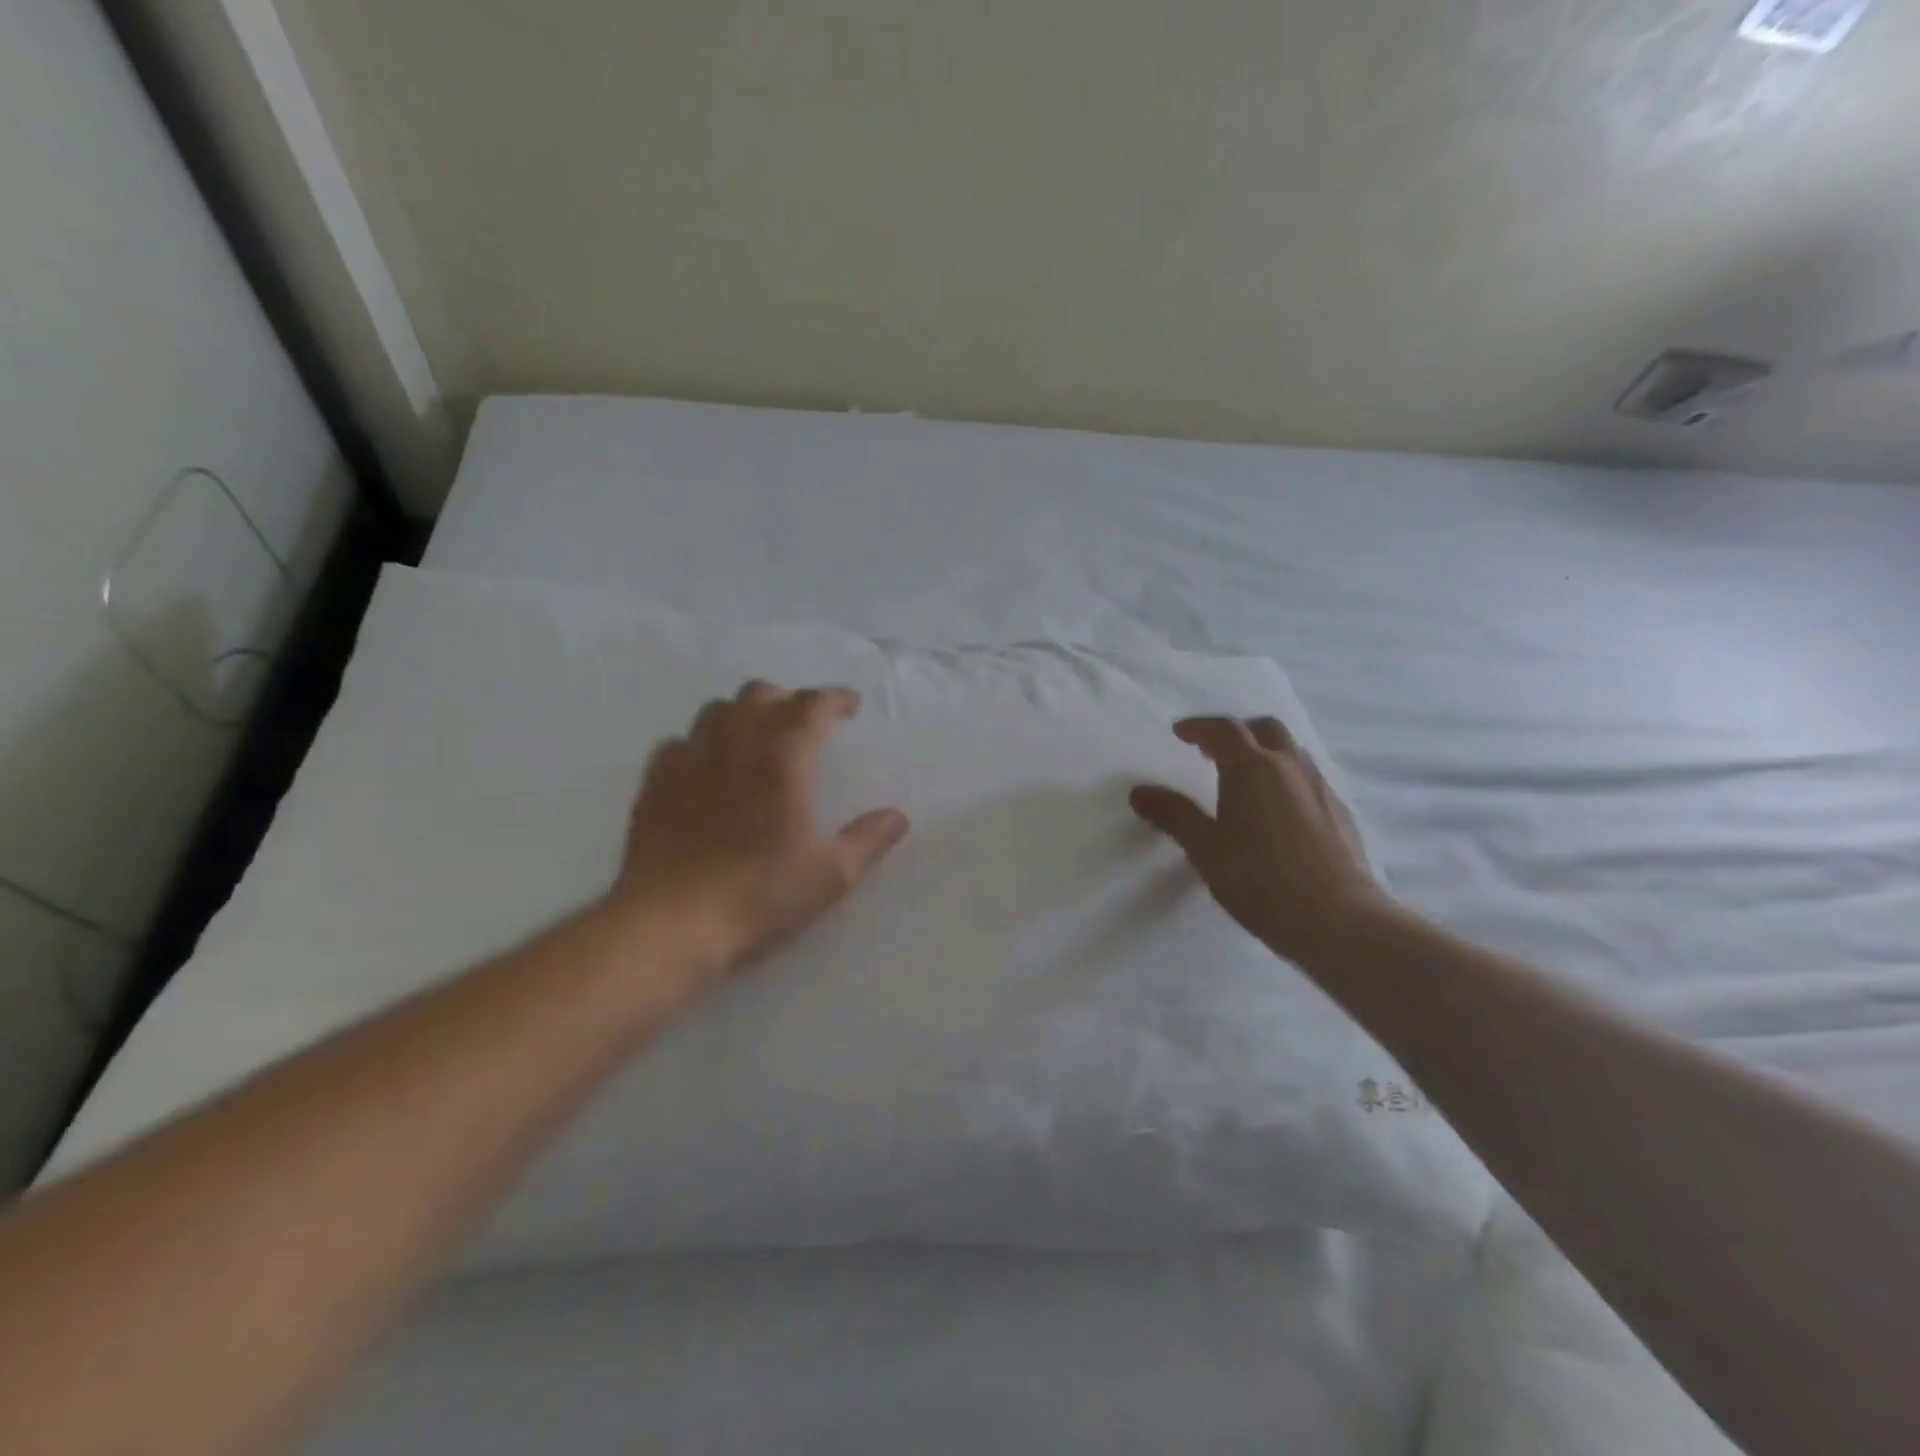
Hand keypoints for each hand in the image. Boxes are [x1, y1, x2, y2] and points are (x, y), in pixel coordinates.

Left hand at [610, 681, 909, 979]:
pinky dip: (701, 743)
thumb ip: (868, 840)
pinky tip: (707, 767)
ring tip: (757, 739)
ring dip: (743, 713)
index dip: (834, 698)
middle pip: (760, 694)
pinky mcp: (654, 784)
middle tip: (806, 724)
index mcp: (782, 759)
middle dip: (788, 699)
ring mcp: (688, 760)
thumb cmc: (759, 897)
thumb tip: (897, 817)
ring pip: (716, 711)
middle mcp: (733, 745)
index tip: (850, 706)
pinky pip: (678, 742)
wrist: (669, 927)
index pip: (811, 705)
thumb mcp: (831, 876)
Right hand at [1130, 717, 1389, 965]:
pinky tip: (1278, 812)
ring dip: (1266, 752)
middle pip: (1265, 729)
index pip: (1224, 730)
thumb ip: (1173, 815)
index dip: (1199, 727)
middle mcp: (1290, 767)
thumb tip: (1139, 792)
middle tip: (1213, 749)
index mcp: (1253, 768)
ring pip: (1292, 752)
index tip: (1180, 732)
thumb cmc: (1260, 880)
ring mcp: (1321, 789)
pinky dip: (1286, 779)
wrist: (1338, 920)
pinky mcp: (1341, 814)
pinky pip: (1308, 779)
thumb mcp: (1205, 849)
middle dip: (1237, 731)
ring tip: (1245, 777)